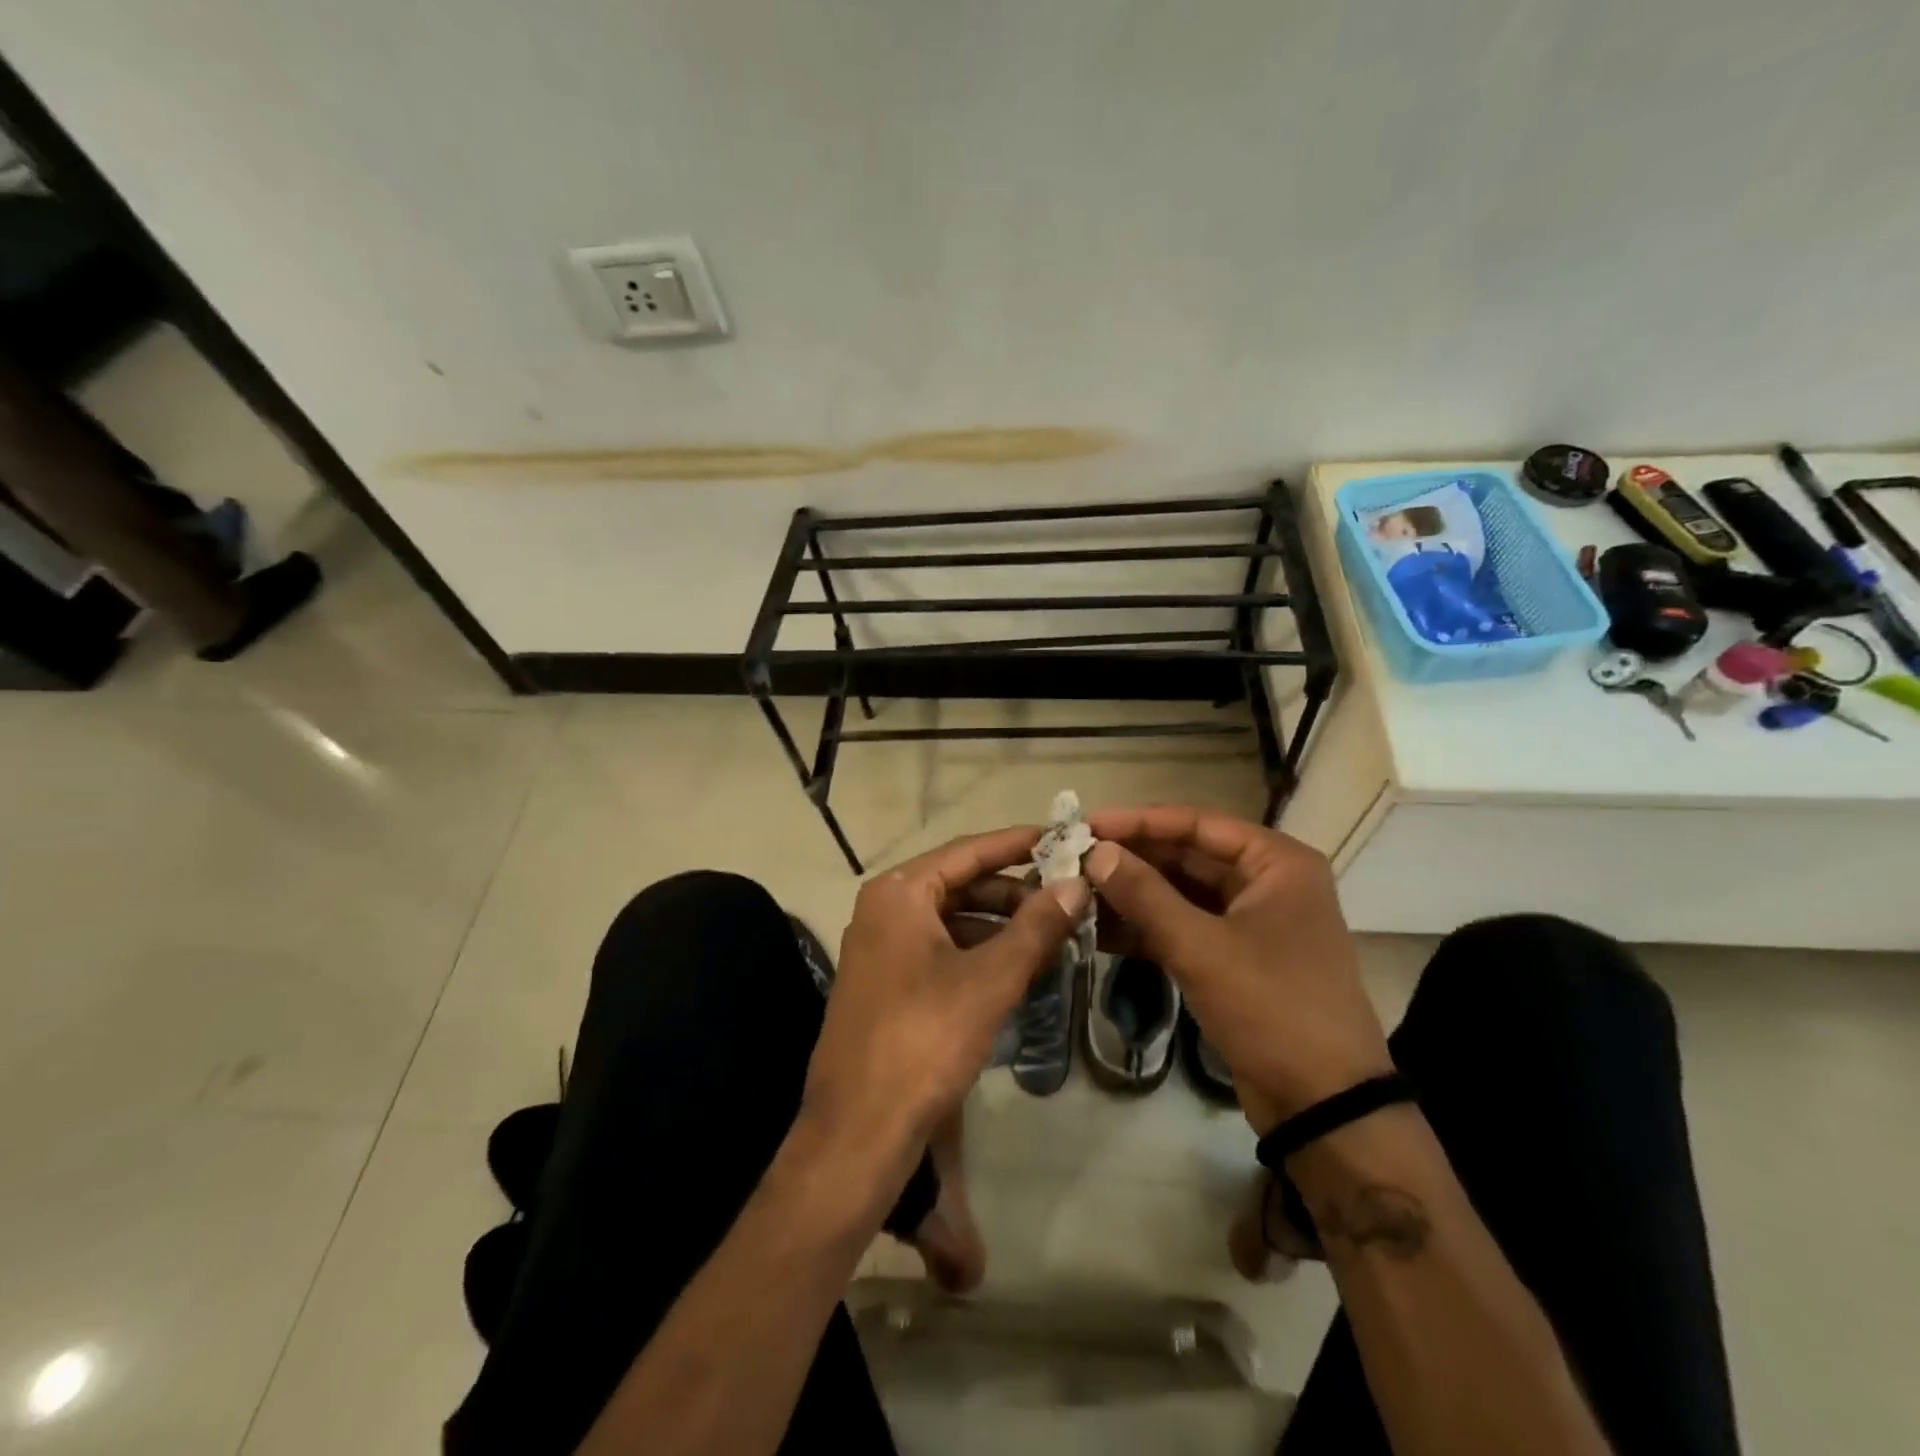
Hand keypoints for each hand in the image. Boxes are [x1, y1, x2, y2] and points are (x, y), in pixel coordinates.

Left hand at [802, 827, 1087, 1166]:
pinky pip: (940, 948)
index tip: (1063, 837)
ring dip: (1000, 924)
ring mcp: (881, 947)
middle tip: (1066, 897)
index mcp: (899, 892)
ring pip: (952, 918)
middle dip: (1013, 891)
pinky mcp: (886, 982)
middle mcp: (884, 908)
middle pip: (960, 883)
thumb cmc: (924, 1039)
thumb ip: (1036, 927)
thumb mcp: (989, 979)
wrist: (858, 1129)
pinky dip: (979, 951)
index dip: (1019, 843)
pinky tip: (1016, 968)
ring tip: (1052, 935)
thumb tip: (1078, 883)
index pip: (969, 851)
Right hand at [1084, 806, 1390, 1135]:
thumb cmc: (1271, 1008)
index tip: (1087, 824)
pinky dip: (1147, 928)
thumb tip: (1096, 852)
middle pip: (1188, 856)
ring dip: (1134, 894)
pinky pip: (1185, 927)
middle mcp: (1267, 882)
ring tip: (1079, 892)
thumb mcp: (1201, 947)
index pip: (1197, 823)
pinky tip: (1100, 930)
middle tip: (1075, 859)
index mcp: (1276, 863)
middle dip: (1132, 860)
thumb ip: (1145, 895)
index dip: (1139, 821)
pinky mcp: (1236, 958)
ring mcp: (1252, 922)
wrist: (1323, 1104)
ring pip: (1182, 893)